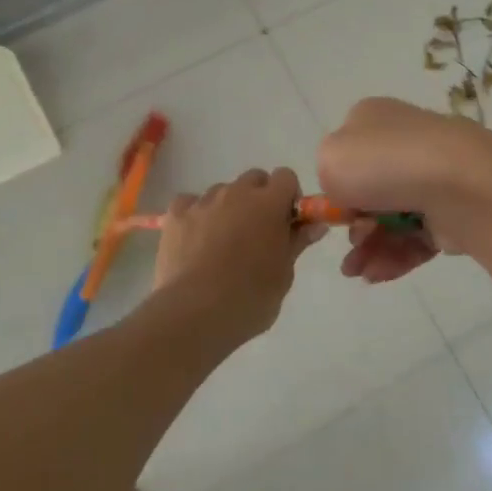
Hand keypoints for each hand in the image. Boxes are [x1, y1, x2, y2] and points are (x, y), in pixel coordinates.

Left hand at [151, 168, 323, 344]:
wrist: (195, 314)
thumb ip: (297, 242)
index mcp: (269, 204)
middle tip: (257, 233)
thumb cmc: (250, 298)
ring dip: (228, 207)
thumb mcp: (284, 274)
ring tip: (222, 243)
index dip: (288, 196)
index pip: (285, 177)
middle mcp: (236, 193)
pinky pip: (189, 203)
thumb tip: (316, 225)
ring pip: (222, 191)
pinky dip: (195, 215)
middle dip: (259, 198)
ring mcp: (203, 202)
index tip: (286, 222)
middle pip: (254, 179)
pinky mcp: (175, 215)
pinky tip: (195, 240)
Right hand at [317, 98, 491, 282]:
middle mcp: (406, 141)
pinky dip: (396, 256)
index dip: (337, 183)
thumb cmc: (385, 165)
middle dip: (355, 223)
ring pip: (392, 217)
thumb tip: (350, 190)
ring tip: (358, 273)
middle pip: (370, 188)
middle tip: (351, 243)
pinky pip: (418, 237)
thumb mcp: (330, 159)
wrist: (460, 186)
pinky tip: (377, 275)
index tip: (332, 212)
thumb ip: (327, 173)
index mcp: (375, 118)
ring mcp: (433, 176)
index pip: (348, 149)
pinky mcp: (453, 210)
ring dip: (369, 248)